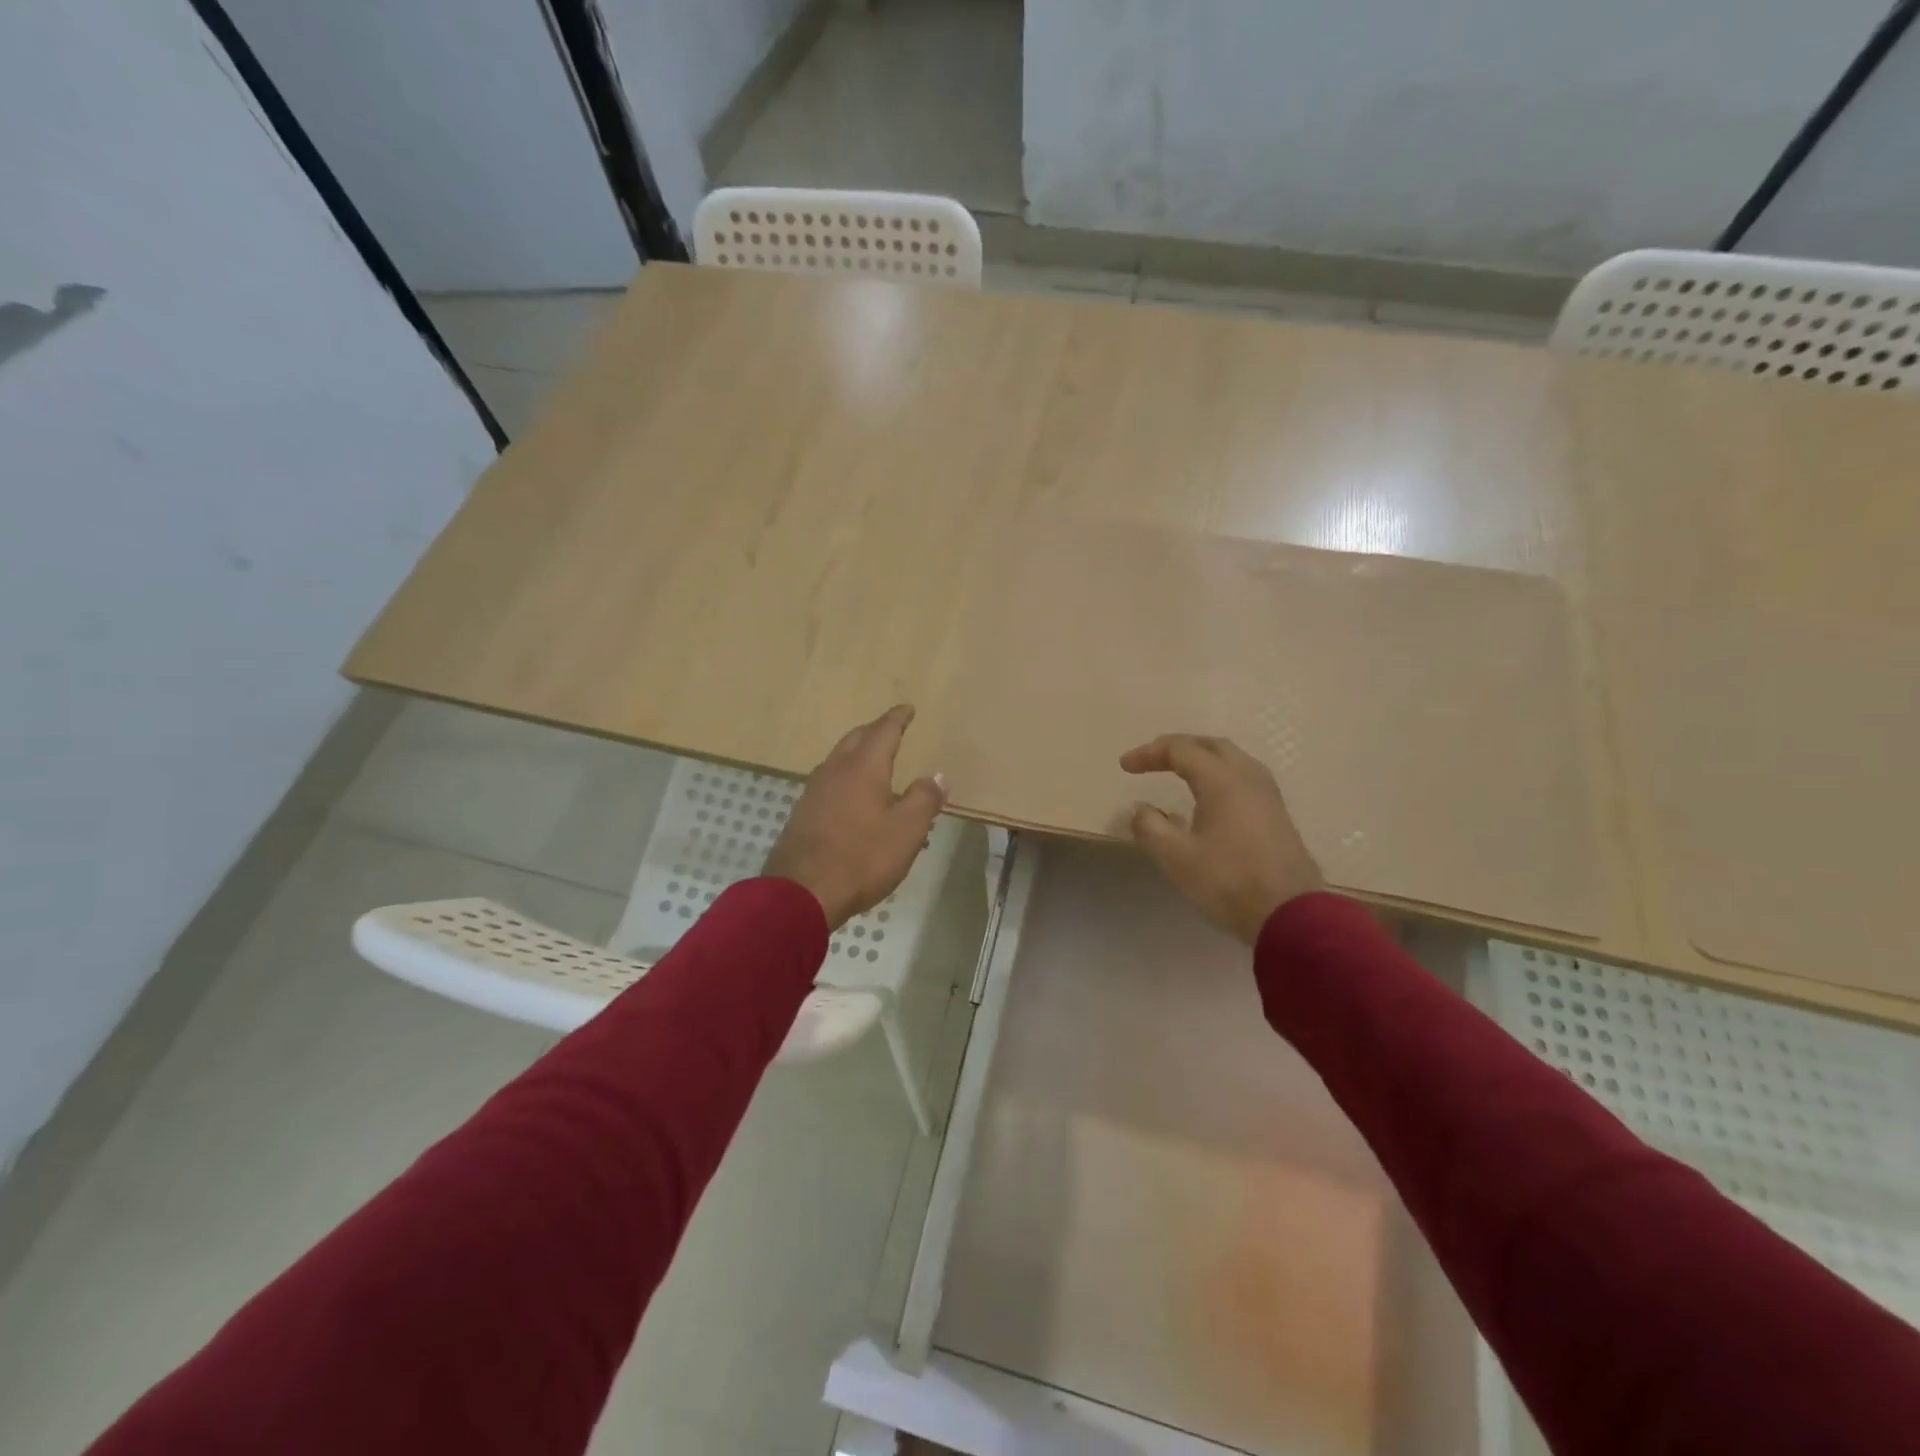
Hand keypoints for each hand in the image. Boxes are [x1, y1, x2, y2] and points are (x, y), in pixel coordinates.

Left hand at [764, 705, 945, 929]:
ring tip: (874, 763)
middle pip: (856, 739)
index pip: (884, 731)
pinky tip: (851, 797)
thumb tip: (936, 775)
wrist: (801, 892)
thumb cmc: (862, 857)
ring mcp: (814, 791)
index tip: (907, 708)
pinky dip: (846, 778)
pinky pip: (829, 783)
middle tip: (891, 730)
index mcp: (864, 767)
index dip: (897, 719)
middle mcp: (835, 770)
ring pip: (839, 760)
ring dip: (858, 754)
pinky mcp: (803, 813)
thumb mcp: (906, 830)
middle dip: (875, 731)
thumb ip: (924, 799)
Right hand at [1120, 733, 1324, 943]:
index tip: (1125, 766)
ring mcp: (1268, 795)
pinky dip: (1219, 775)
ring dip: (1202, 759)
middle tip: (1152, 760)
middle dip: (1178, 747)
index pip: (1180, 750)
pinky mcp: (1277, 814)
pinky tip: (1210, 797)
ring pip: (1232, 759)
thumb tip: (1141, 809)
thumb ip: (1150, 827)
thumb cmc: (1228, 881)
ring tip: (1180, 772)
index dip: (1149, 753)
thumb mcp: (1176, 857)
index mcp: (1221, 780)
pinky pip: (1244, 778)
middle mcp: (1248, 777)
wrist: (1291, 915)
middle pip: (1210, 746)